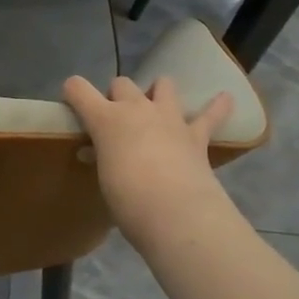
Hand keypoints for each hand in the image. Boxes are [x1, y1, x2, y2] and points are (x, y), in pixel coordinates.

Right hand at [62, 75, 233, 242]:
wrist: (176, 214)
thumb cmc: (128, 200)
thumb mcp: (103, 178)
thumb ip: (100, 157)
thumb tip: (94, 151)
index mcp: (106, 119)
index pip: (78, 89)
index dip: (73, 92)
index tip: (72, 104)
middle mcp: (136, 108)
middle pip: (122, 84)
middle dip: (117, 96)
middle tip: (116, 121)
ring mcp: (169, 118)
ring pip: (163, 84)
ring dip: (157, 92)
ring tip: (156, 106)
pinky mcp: (196, 134)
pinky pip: (211, 114)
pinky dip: (218, 106)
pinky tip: (226, 98)